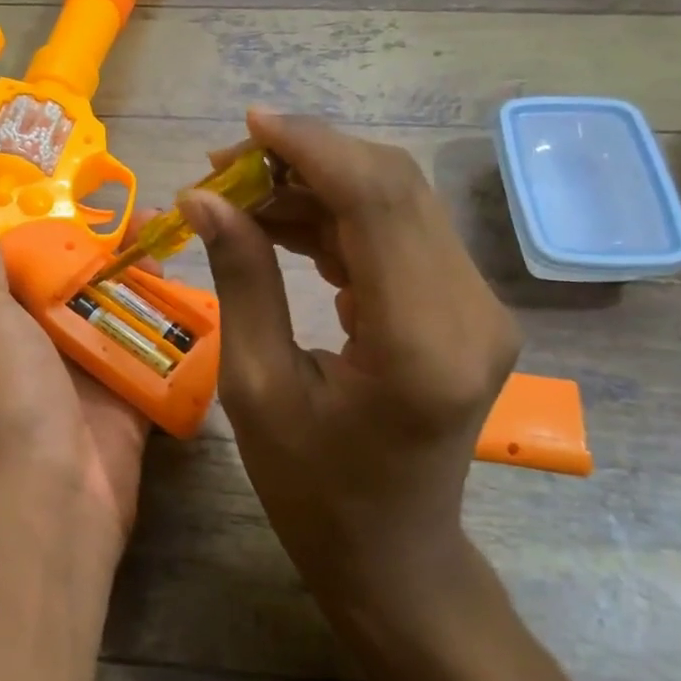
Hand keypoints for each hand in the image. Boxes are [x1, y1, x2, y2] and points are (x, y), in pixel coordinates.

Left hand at [0, 205, 151, 543]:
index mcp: (9, 322)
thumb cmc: (12, 396)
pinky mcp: (134, 396)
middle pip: (89, 284)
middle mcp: (50, 343)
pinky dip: (178, 328)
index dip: (63, 226)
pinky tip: (205, 292)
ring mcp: (95, 371)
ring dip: (152, 281)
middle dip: (120, 251)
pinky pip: (159, 352)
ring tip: (183, 243)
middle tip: (159, 217)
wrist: (55, 492)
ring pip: (127, 313)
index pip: (35, 262)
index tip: (97, 192)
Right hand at [177, 112, 521, 618]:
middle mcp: (469, 311)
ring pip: (398, 203)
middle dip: (306, 159)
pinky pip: (401, 236)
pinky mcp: (465, 310)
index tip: (245, 124)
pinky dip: (340, 218)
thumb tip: (203, 198)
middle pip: (394, 187)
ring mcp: (477, 308)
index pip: (376, 200)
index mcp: (418, 342)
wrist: (392, 555)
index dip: (309, 146)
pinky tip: (285, 226)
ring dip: (318, 186)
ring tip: (241, 195)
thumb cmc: (313, 492)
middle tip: (225, 166)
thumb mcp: (256, 388)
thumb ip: (241, 280)